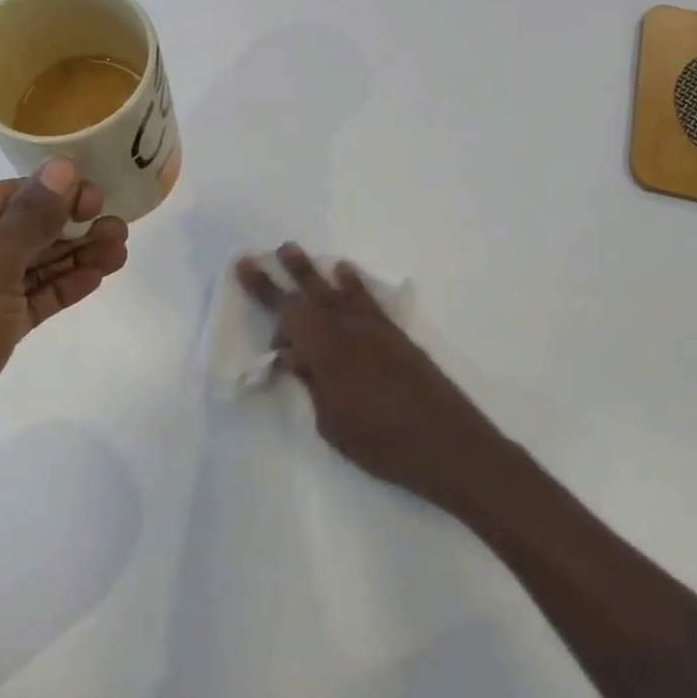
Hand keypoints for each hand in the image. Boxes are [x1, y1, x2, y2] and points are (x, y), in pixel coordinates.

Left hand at [0, 158, 128, 492]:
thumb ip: (30, 217)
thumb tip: (63, 167)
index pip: (2, 195)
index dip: (54, 194)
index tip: (101, 199)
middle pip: (16, 231)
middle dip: (69, 228)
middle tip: (120, 229)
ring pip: (23, 269)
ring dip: (70, 259)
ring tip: (119, 250)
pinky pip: (21, 303)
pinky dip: (56, 290)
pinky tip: (94, 279)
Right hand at [236, 243, 520, 515]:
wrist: (451, 446)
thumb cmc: (384, 445)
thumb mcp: (333, 425)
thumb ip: (313, 385)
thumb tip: (297, 358)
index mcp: (329, 353)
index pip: (289, 314)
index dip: (265, 292)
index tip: (245, 269)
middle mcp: (351, 332)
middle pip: (310, 296)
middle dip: (283, 275)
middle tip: (263, 253)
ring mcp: (376, 331)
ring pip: (338, 292)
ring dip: (314, 272)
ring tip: (293, 250)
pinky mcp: (397, 337)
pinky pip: (368, 301)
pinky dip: (353, 284)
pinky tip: (344, 272)